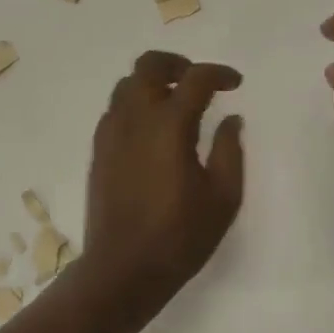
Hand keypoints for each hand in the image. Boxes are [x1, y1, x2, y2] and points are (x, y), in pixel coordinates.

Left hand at [79, 51, 245, 322]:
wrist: (123, 269)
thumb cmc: (180, 236)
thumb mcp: (223, 197)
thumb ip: (229, 150)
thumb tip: (231, 119)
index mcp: (170, 125)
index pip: (196, 79)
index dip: (219, 74)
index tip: (235, 84)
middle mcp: (135, 117)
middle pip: (149, 64)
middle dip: (177, 63)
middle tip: (197, 80)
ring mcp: (111, 132)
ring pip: (127, 84)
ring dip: (153, 82)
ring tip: (175, 102)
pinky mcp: (98, 149)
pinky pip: (115, 108)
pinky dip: (135, 103)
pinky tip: (151, 129)